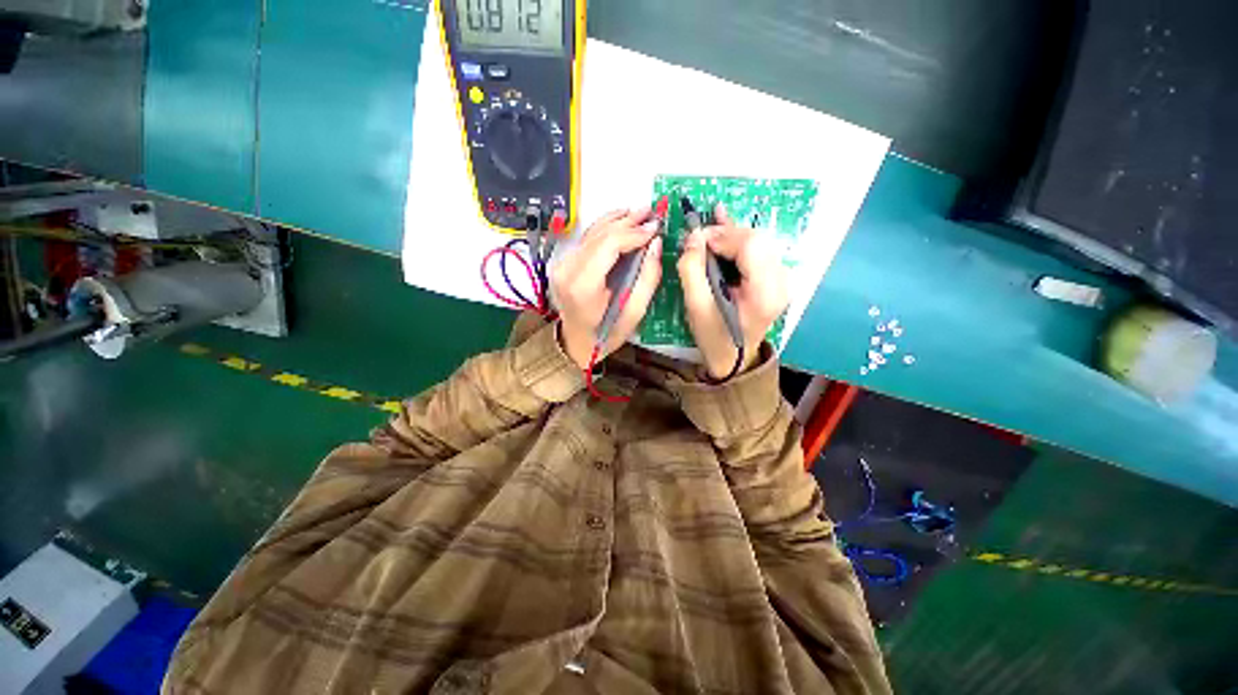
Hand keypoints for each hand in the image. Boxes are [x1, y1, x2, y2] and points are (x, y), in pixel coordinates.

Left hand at [552, 208, 662, 369]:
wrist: (575, 343)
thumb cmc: (606, 334)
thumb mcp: (634, 313)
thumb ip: (647, 278)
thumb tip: (656, 244)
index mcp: (583, 286)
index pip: (609, 245)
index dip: (633, 233)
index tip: (655, 229)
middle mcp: (567, 270)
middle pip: (600, 235)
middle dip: (629, 223)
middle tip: (652, 213)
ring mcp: (562, 265)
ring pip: (592, 232)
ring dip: (618, 220)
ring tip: (640, 212)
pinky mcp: (563, 263)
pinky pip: (587, 239)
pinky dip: (605, 226)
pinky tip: (620, 217)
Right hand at [678, 204, 788, 379]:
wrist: (734, 360)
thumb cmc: (714, 337)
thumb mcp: (696, 307)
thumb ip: (692, 269)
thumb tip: (694, 235)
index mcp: (765, 293)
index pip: (750, 246)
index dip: (722, 235)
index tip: (696, 239)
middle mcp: (781, 282)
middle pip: (756, 240)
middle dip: (725, 233)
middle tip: (698, 237)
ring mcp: (782, 279)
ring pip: (757, 241)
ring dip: (731, 233)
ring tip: (708, 226)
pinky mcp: (775, 278)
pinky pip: (758, 250)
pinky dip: (739, 238)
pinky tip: (725, 219)